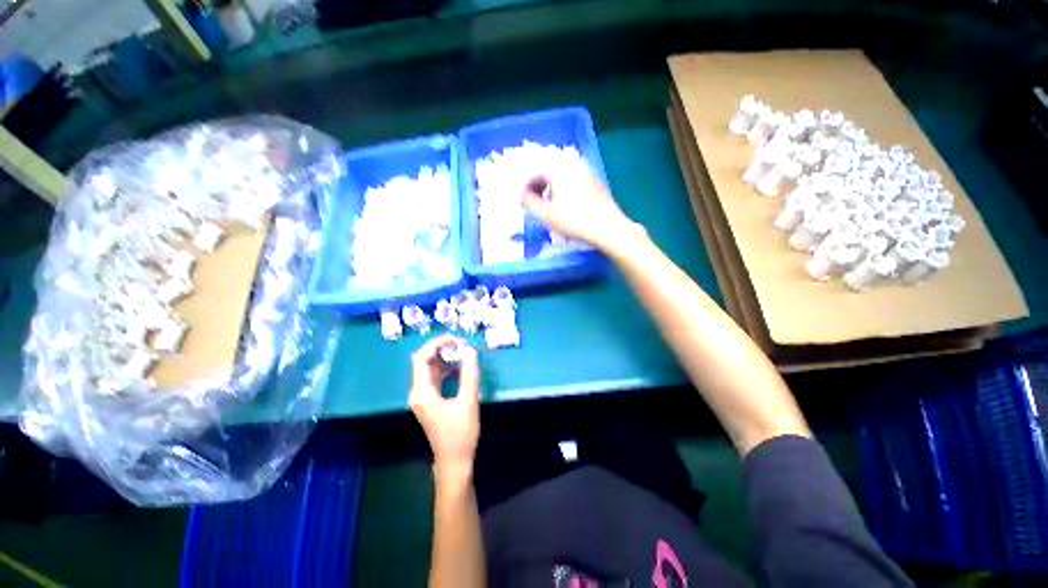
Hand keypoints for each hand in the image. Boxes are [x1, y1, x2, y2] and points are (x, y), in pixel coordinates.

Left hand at [409, 335, 481, 478]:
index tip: (456, 340)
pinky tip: (461, 367)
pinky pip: (436, 377)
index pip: (421, 358)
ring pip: (431, 368)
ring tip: (464, 353)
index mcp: (422, 392)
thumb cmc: (460, 433)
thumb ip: (469, 374)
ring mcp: (424, 397)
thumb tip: (470, 350)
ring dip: (446, 358)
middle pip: (424, 361)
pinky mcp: (431, 401)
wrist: (454, 461)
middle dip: (442, 349)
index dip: (437, 344)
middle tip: (462, 345)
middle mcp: (419, 392)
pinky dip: (447, 369)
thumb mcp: (468, 401)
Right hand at [521, 173, 641, 251]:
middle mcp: (574, 168)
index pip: (537, 171)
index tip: (525, 200)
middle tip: (536, 203)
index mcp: (559, 170)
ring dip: (553, 191)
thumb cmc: (574, 220)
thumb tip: (523, 196)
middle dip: (540, 187)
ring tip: (551, 208)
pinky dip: (567, 193)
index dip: (527, 186)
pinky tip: (569, 209)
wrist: (608, 228)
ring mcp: (588, 176)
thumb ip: (529, 202)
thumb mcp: (546, 214)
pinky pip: (576, 185)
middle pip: (551, 173)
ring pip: (564, 179)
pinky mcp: (598, 187)